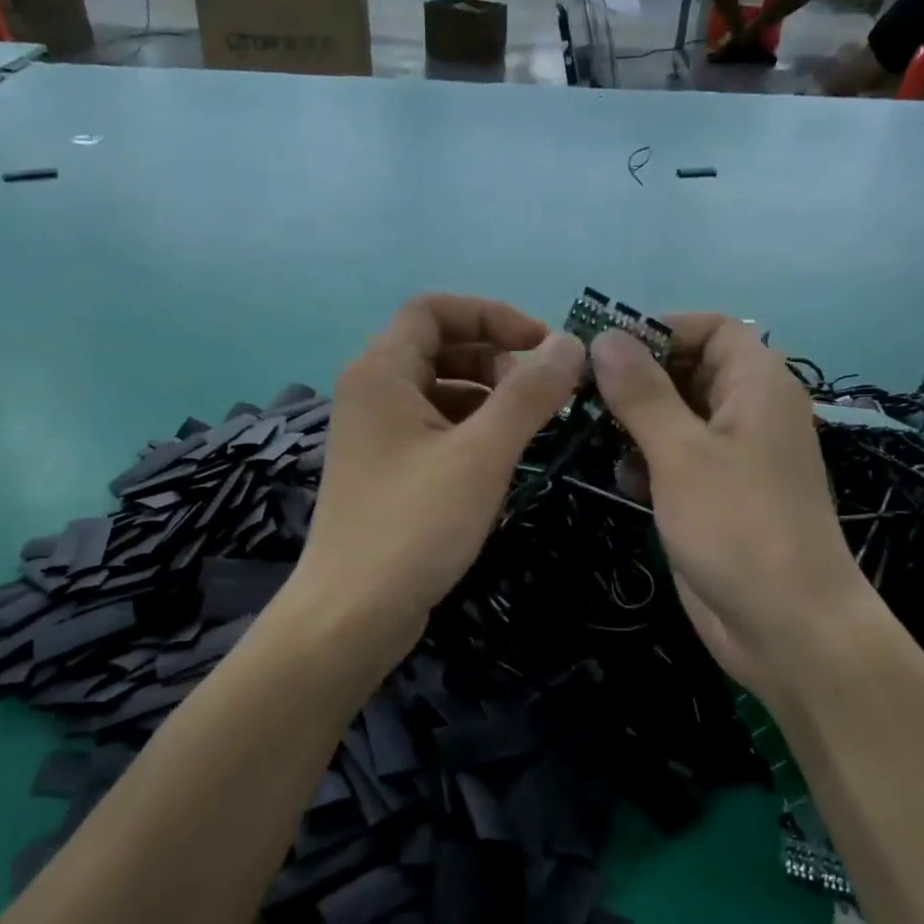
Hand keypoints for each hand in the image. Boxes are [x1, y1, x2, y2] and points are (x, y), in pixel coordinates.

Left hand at [294, 294, 586, 651]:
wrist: (351, 614)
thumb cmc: (414, 526)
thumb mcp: (481, 455)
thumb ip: (528, 395)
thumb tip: (571, 344)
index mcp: (381, 372)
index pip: (434, 309)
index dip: (492, 315)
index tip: (543, 346)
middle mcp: (371, 392)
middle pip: (437, 347)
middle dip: (494, 358)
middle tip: (541, 392)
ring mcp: (375, 434)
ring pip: (437, 390)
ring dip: (487, 396)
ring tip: (530, 426)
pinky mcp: (385, 470)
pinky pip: (432, 428)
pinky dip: (469, 429)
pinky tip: (501, 458)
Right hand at [592, 316, 869, 692]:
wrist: (785, 626)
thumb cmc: (738, 526)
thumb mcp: (682, 453)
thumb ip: (642, 393)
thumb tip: (605, 338)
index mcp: (757, 385)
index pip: (711, 328)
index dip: (660, 329)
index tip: (605, 349)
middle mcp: (747, 412)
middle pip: (688, 370)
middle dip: (637, 379)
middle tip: (581, 394)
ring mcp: (731, 457)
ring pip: (675, 417)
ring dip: (635, 423)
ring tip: (596, 437)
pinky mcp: (713, 496)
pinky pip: (675, 459)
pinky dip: (647, 462)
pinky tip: (626, 482)